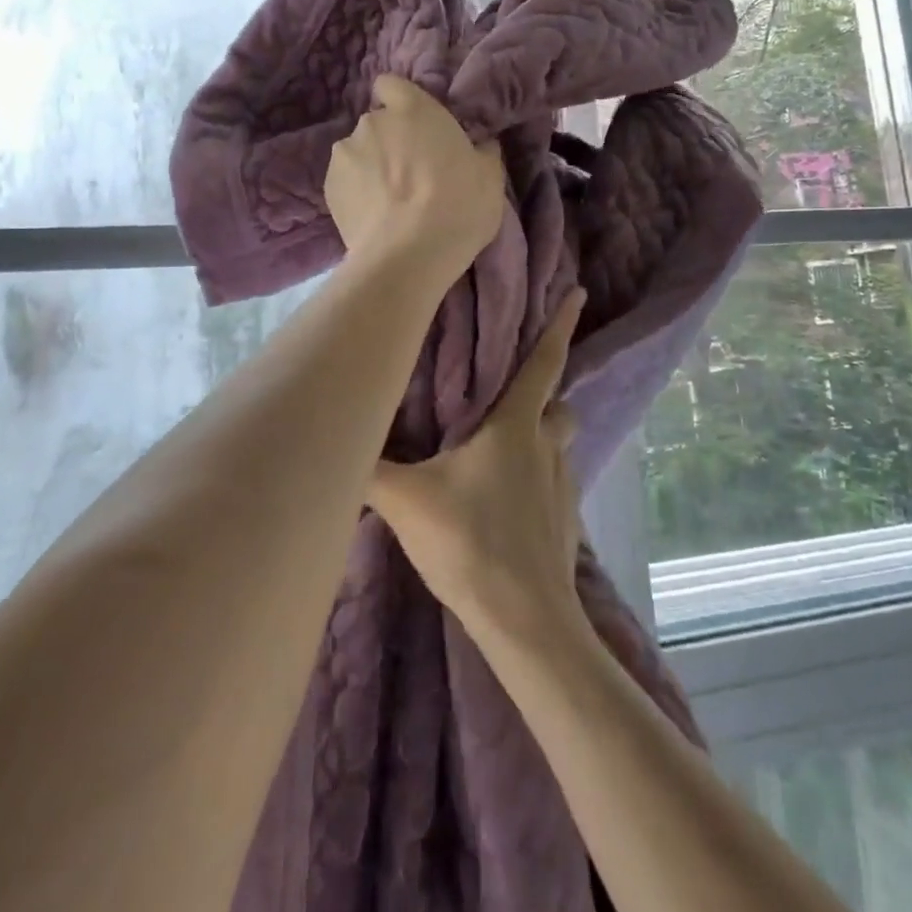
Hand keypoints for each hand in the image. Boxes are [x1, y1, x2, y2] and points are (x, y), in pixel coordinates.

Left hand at [325, 75, 504, 278]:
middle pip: (378, 123)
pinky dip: (355, 193)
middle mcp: (373, 121)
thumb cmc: (459, 206)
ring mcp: (345, 153)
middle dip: (390, 141)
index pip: (391, 84)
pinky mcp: (327, 187)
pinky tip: (373, 217)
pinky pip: (344, 181)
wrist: (409, 255)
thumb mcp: (490, 176)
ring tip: (389, 202)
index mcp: (414, 108)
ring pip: (358, 153)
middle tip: (411, 174)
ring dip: (370, 168)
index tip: (414, 126)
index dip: (400, 102)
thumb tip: (480, 145)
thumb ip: (481, 150)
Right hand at [367, 289, 586, 642]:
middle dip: (545, 395)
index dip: (560, 324)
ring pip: (559, 446)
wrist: (524, 620)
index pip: (544, 362)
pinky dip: (536, 483)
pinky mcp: (566, 525)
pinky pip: (554, 486)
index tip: (578, 291)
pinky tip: (504, 505)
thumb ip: (367, 469)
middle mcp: (547, 448)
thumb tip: (333, 440)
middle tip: (510, 400)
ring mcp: (563, 488)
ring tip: (499, 456)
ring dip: (539, 441)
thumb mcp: (405, 501)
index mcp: (516, 427)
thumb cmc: (469, 542)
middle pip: (558, 406)